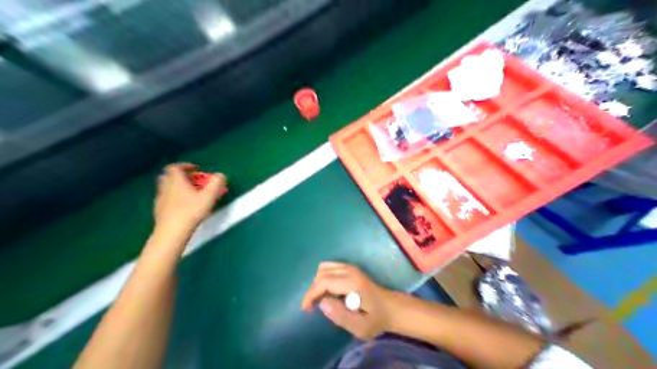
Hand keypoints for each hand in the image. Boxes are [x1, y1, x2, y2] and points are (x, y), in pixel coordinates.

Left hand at [155, 162, 228, 231]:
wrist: (172, 232)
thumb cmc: (191, 211)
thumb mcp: (209, 196)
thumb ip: (216, 183)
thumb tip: (220, 175)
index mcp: (176, 180)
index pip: (175, 167)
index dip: (185, 166)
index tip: (196, 169)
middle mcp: (165, 186)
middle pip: (169, 175)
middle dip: (180, 175)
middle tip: (193, 181)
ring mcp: (160, 198)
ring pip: (167, 187)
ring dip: (177, 186)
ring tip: (190, 194)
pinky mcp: (158, 209)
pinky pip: (166, 198)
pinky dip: (174, 197)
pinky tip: (183, 206)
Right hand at [301, 263, 394, 340]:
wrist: (392, 308)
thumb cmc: (376, 319)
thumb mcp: (360, 327)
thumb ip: (340, 316)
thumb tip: (322, 303)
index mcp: (352, 283)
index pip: (323, 282)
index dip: (311, 294)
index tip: (306, 309)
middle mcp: (350, 270)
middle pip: (322, 273)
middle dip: (313, 289)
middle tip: (311, 307)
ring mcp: (350, 267)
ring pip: (324, 267)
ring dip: (317, 282)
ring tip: (318, 299)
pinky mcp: (350, 268)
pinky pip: (330, 267)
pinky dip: (323, 277)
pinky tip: (326, 291)